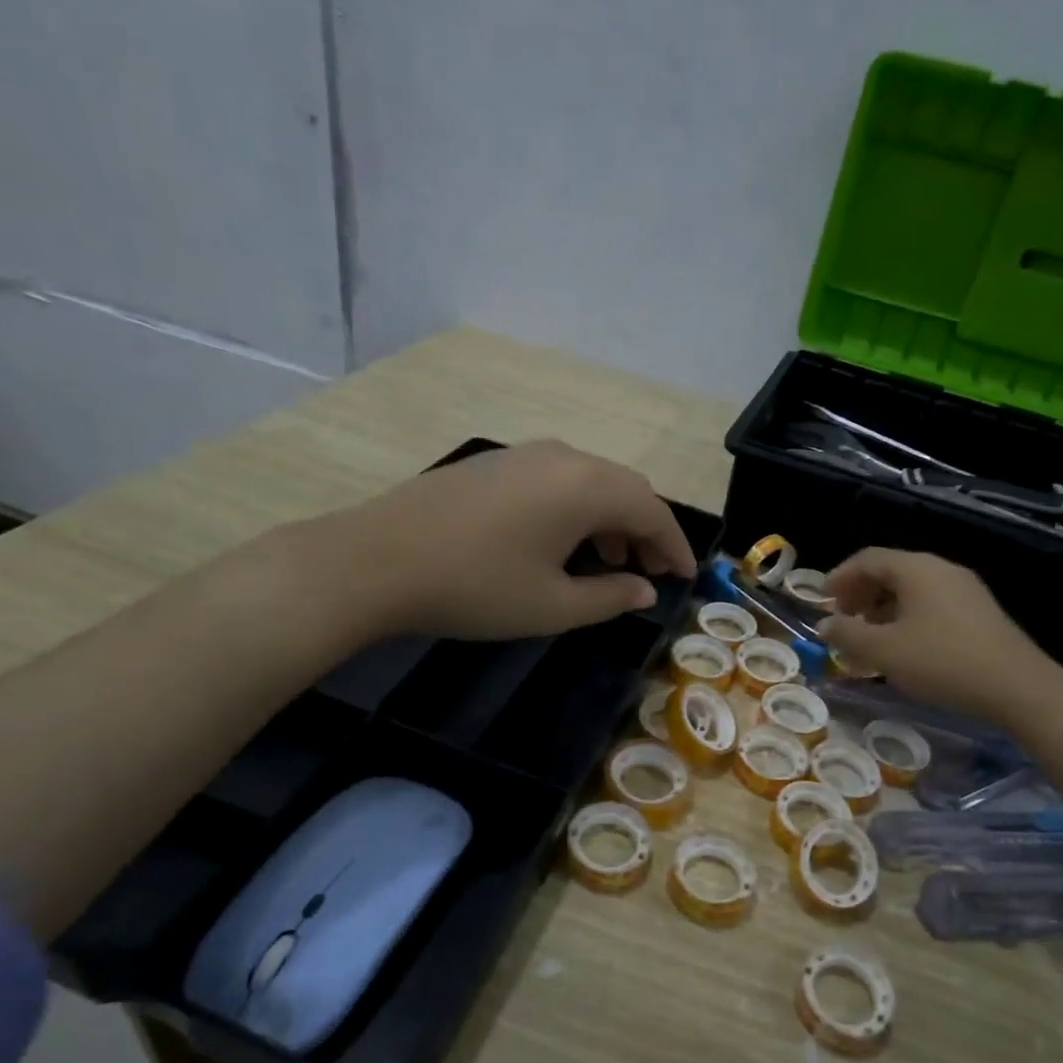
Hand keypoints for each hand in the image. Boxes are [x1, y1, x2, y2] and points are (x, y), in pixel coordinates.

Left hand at [306, 440, 696, 642]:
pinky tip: (561, 543)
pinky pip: (557, 480)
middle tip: (652, 572)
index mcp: (587, 487)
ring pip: (589, 481)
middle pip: (624, 489)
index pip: (651, 512)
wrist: (375, 560)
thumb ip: (610, 598)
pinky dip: (577, 509)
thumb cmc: (476, 587)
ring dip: (611, 519)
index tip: (687, 576)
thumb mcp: (553, 606)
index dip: (674, 546)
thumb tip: (645, 589)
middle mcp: (563, 458)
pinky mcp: (494, 464)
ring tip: (610, 562)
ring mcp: (524, 455)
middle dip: (645, 530)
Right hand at [820, 549, 1054, 717]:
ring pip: (912, 588)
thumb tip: (825, 625)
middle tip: (843, 619)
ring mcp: (965, 589)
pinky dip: (907, 615)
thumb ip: (847, 634)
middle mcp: (941, 569)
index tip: (822, 600)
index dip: (840, 577)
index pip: (868, 559)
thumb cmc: (942, 662)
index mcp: (916, 569)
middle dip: (861, 593)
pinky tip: (904, 645)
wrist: (1018, 687)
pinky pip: (931, 602)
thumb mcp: (884, 652)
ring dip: (883, 607)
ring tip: (870, 636)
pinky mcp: (979, 611)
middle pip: (890, 570)